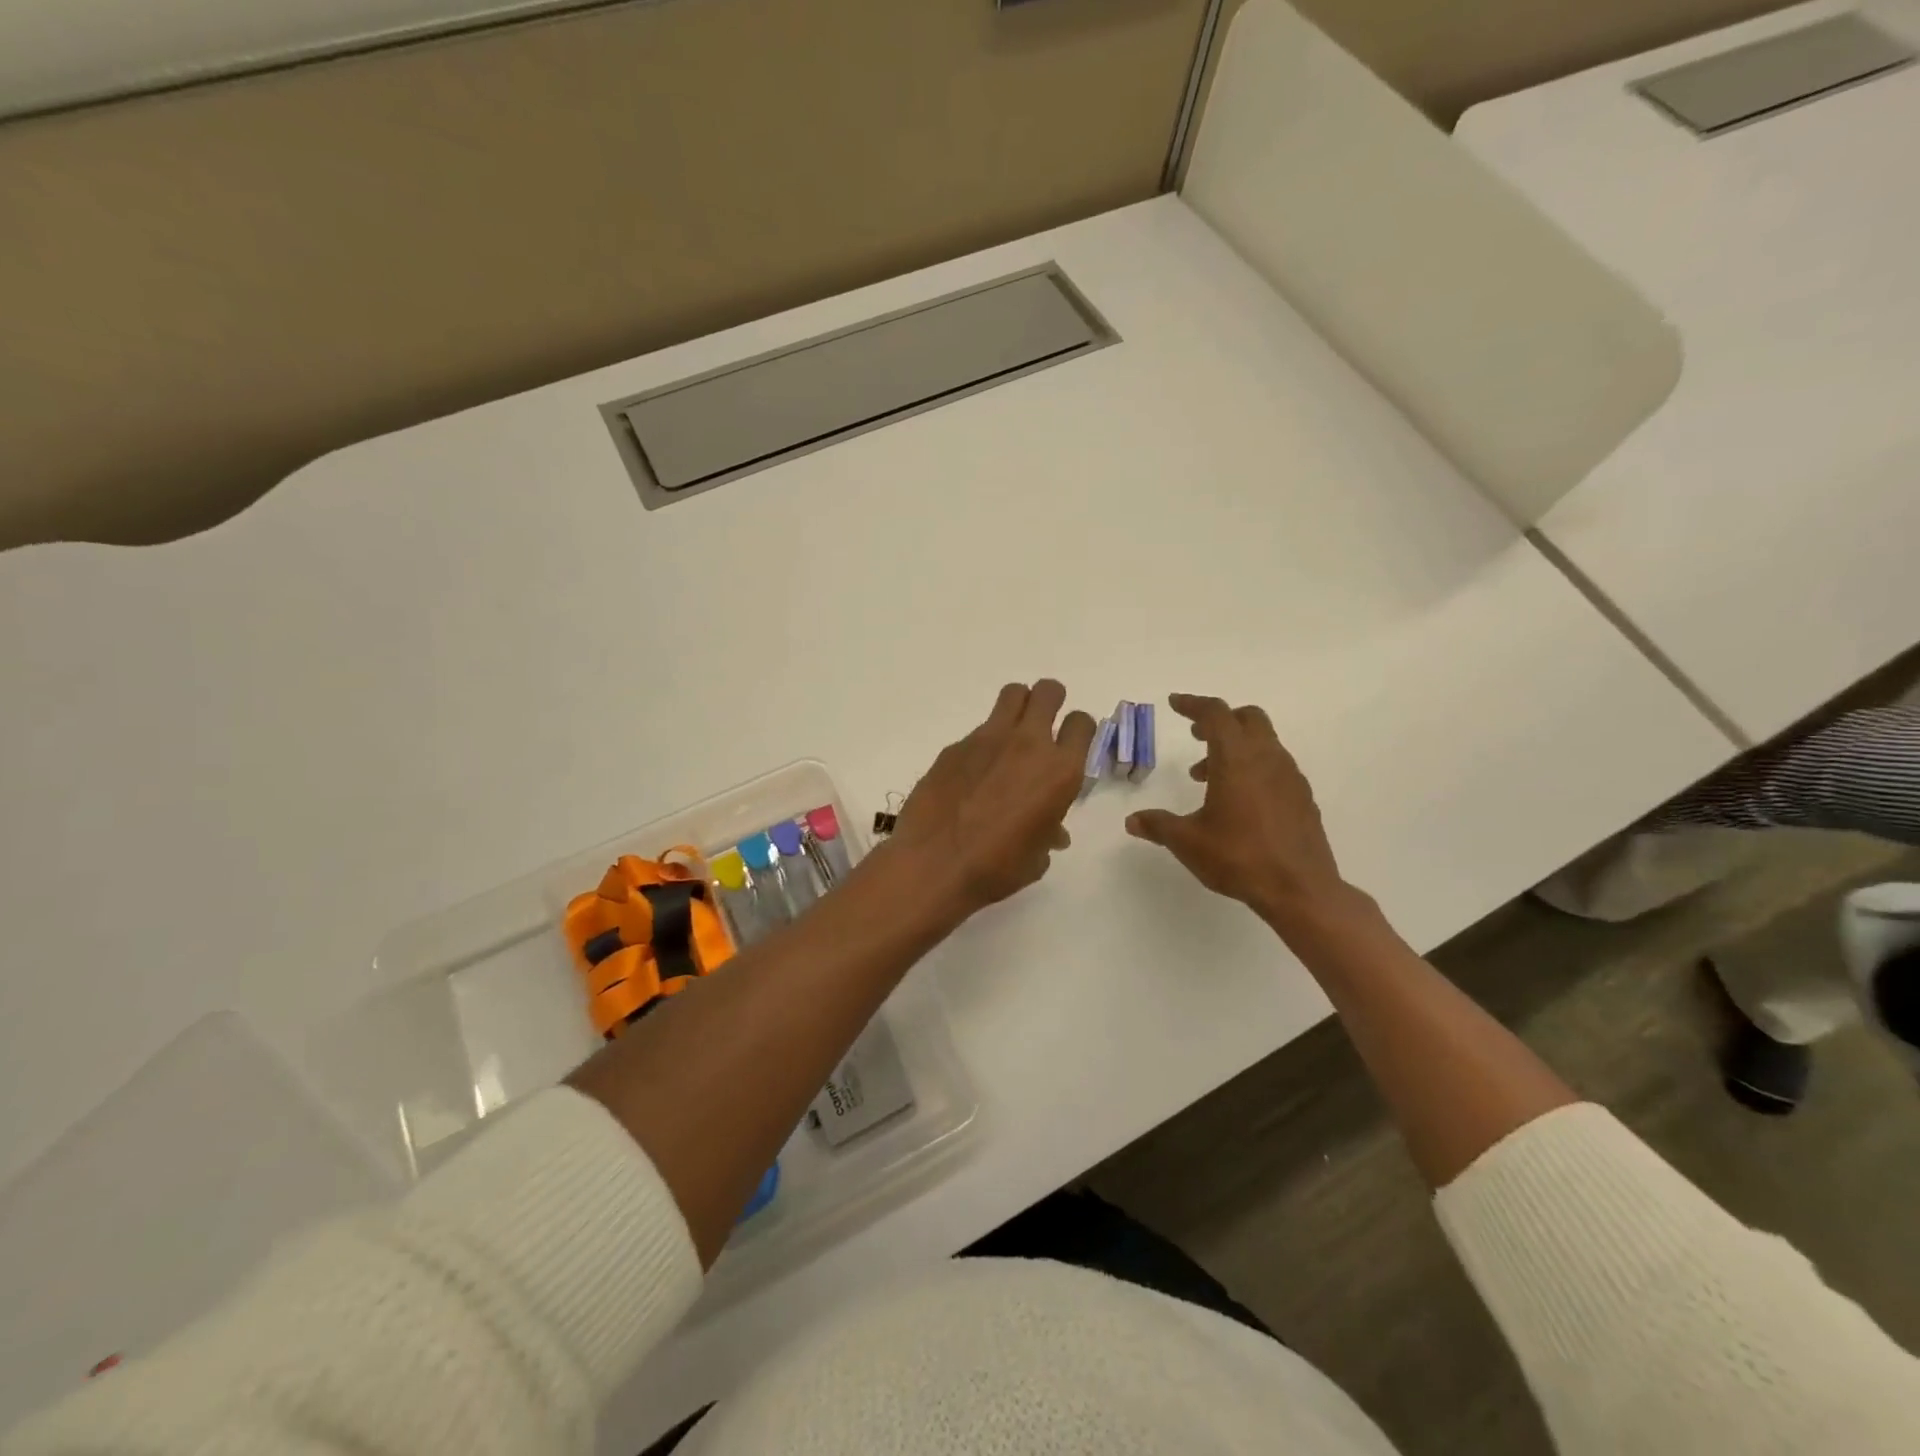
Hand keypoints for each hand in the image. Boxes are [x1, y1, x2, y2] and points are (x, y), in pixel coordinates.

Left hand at [888, 680, 1096, 917]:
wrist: (935, 864)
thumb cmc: (997, 868)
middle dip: (1051, 701)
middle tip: (1044, 723)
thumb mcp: (1036, 857)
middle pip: (1048, 692)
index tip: (1070, 744)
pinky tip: (972, 774)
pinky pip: (978, 731)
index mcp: (1059, 771)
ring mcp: (988, 739)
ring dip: (1018, 707)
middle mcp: (1028, 744)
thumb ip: (1048, 832)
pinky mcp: (955, 746)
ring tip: (1011, 736)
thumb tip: (1052, 832)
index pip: (1082, 723)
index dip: (1079, 730)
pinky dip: (983, 745)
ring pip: (1012, 695)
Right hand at [1125, 694, 1360, 936]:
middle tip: (1196, 736)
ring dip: (1235, 748)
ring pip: (1264, 743)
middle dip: (1220, 720)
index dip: (1193, 704)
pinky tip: (1239, 801)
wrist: (1300, 890)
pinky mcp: (1303, 798)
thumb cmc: (1239, 857)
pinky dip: (1254, 768)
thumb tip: (1133, 821)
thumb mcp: (1188, 841)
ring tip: (1207, 778)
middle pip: (1248, 718)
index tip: (1174, 703)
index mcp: (1237, 759)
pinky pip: (1276, 767)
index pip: (1215, 714)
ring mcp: (1290, 777)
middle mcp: (1267, 758)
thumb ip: (1158, 825)